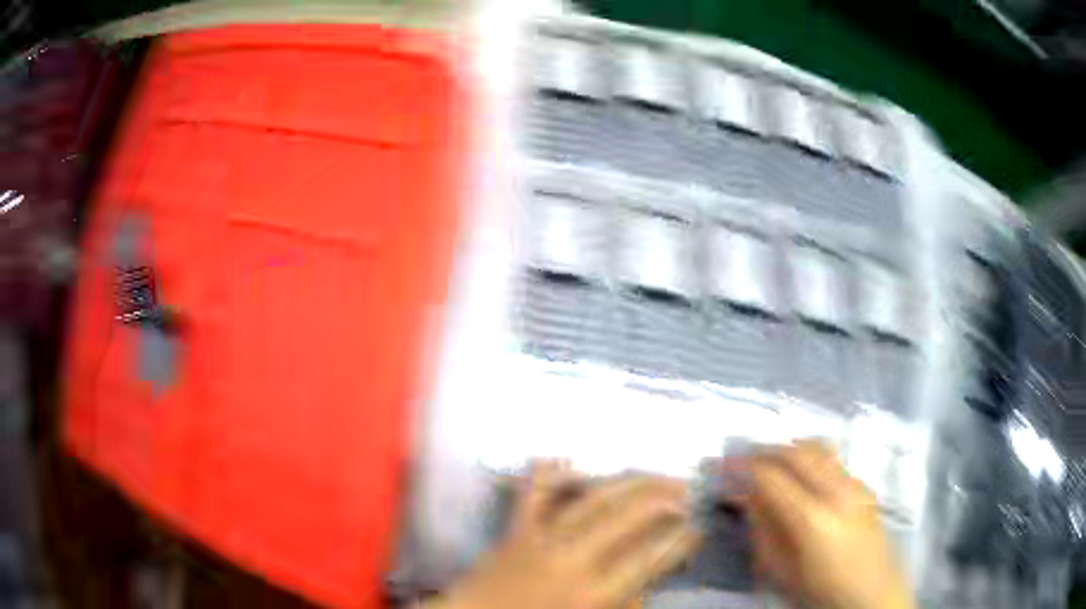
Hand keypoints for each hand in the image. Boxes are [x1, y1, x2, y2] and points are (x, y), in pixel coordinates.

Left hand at [425, 461, 701, 608]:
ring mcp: (540, 539)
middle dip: (663, 499)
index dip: (680, 541)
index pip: (650, 559)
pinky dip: (552, 473)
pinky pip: (534, 493)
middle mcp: (572, 560)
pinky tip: (568, 459)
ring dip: (628, 483)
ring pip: (592, 499)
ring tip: (654, 475)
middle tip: (686, 491)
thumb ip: (626, 603)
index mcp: (594, 595)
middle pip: (628, 518)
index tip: (698, 527)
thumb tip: (648, 580)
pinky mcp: (514, 529)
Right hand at [732, 441, 913, 608]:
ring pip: (818, 447)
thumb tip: (744, 495)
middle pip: (796, 452)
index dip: (743, 467)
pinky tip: (801, 473)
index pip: (771, 477)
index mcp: (812, 519)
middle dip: (764, 450)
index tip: (723, 467)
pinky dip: (810, 456)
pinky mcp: (865, 485)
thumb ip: (761, 530)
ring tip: (769, 460)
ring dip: (789, 448)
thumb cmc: (819, 591)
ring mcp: (856, 484)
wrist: (871, 594)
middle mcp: (838, 491)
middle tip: (742, 459)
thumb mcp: (780, 571)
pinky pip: (833, 459)